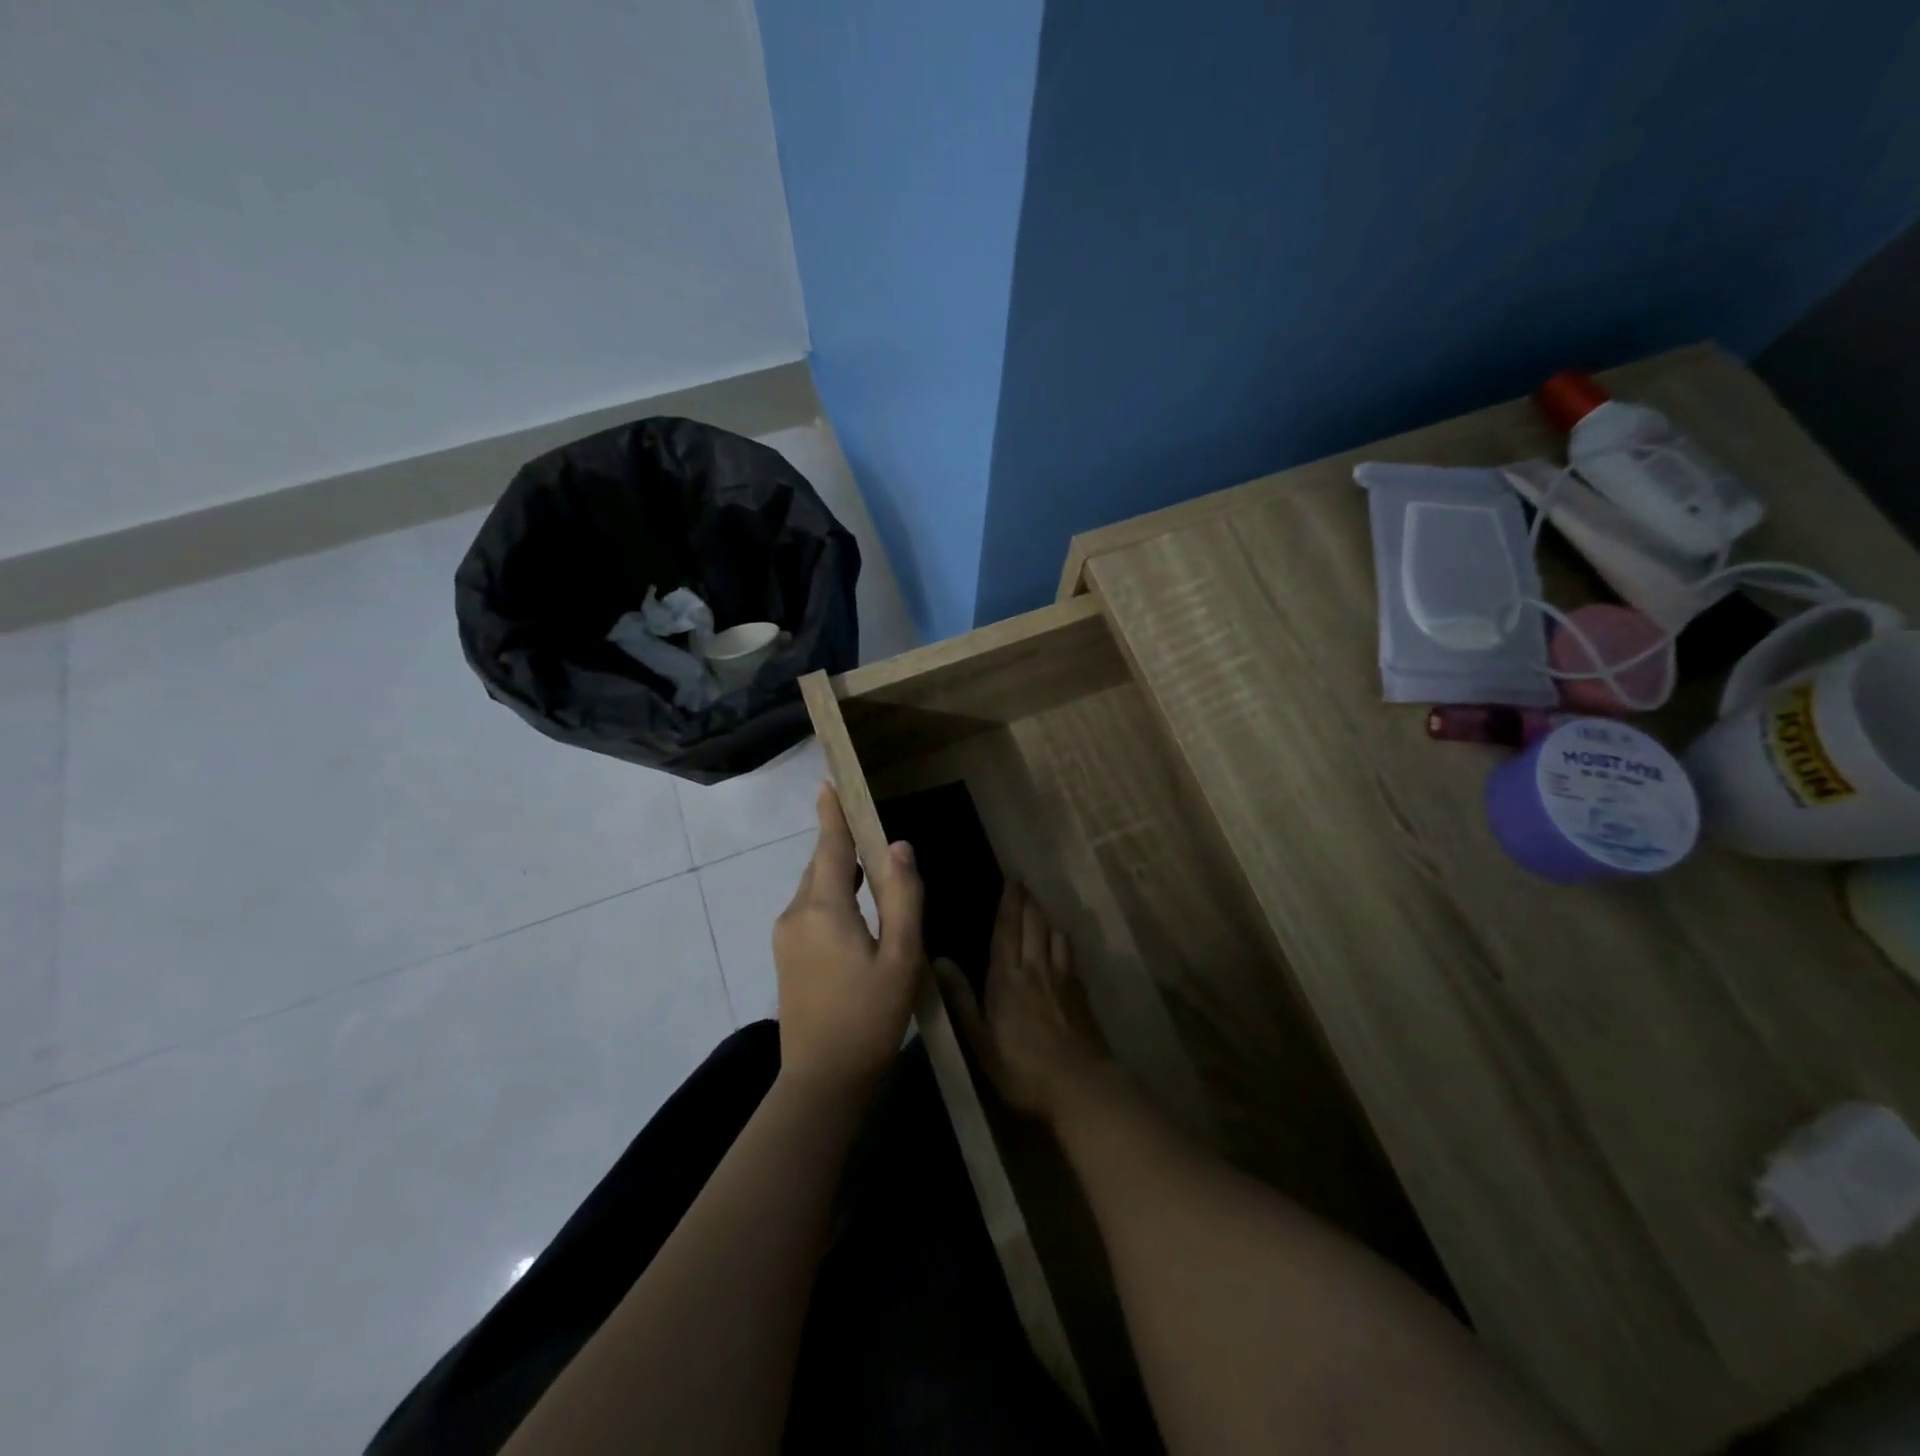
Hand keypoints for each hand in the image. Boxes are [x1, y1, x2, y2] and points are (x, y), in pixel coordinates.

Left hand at [772, 783, 924, 1096]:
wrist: (823, 1080)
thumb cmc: (870, 1017)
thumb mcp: (901, 958)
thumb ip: (902, 897)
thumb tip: (899, 846)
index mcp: (824, 909)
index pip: (831, 847)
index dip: (833, 814)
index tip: (829, 782)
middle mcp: (796, 914)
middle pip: (822, 865)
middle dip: (843, 843)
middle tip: (870, 826)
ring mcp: (786, 935)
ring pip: (815, 887)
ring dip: (840, 871)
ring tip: (871, 865)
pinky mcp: (786, 955)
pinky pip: (810, 908)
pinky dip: (832, 895)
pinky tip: (856, 908)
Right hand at [939, 881, 1117, 1124]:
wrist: (1080, 1086)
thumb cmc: (1021, 1068)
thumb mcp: (980, 1040)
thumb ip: (961, 999)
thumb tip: (939, 959)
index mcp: (1007, 977)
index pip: (1007, 929)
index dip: (1009, 903)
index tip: (1012, 880)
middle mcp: (1036, 968)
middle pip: (1034, 924)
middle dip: (1028, 902)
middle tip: (1023, 885)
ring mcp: (1062, 979)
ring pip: (1054, 934)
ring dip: (1046, 917)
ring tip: (1040, 908)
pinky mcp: (1081, 992)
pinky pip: (1069, 953)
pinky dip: (1062, 939)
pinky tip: (1061, 943)